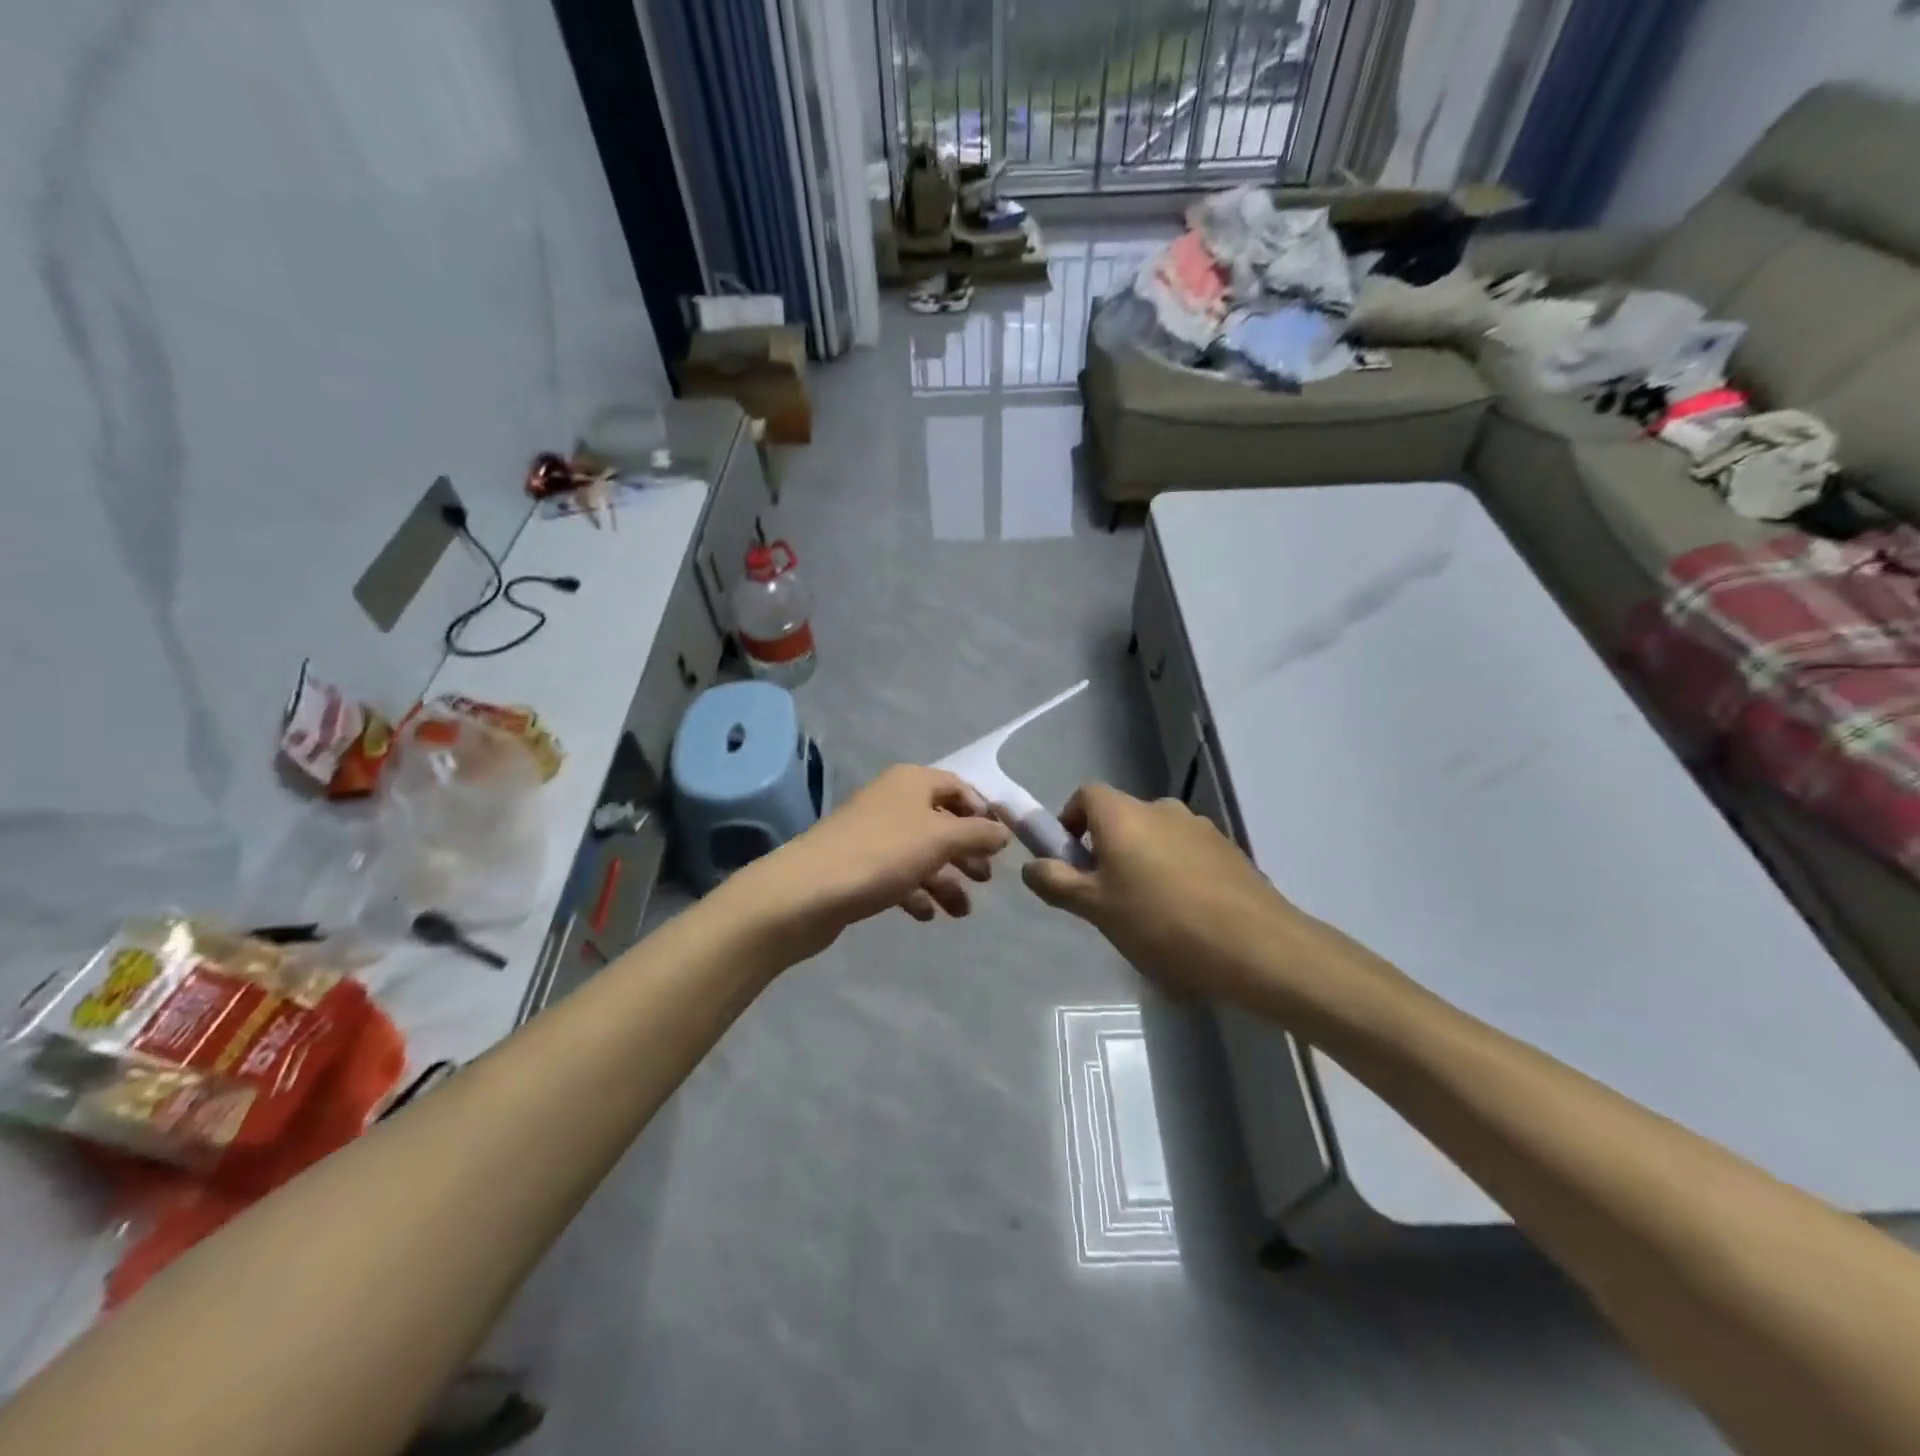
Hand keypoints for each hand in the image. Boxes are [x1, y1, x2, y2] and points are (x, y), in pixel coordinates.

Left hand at [731, 764, 1012, 960]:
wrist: (806, 892)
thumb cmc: (881, 854)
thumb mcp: (940, 839)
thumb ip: (978, 834)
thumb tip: (1003, 832)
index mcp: (912, 782)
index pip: (959, 787)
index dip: (983, 812)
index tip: (1001, 844)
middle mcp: (892, 801)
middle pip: (941, 822)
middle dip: (966, 851)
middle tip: (985, 879)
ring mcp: (873, 835)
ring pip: (921, 853)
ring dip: (945, 880)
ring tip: (961, 911)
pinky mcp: (858, 866)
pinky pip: (897, 875)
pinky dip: (916, 892)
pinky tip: (927, 915)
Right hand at [1021, 784, 1365, 1015]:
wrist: (1256, 946)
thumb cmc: (1160, 923)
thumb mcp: (1096, 909)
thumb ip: (1056, 882)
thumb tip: (1030, 866)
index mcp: (1123, 814)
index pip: (1085, 795)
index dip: (1070, 821)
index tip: (1071, 860)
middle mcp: (1161, 808)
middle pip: (1121, 818)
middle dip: (1107, 849)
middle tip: (1106, 897)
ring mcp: (1200, 827)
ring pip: (1155, 837)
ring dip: (1143, 862)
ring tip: (1149, 914)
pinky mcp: (1229, 851)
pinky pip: (1187, 854)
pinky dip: (1176, 874)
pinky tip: (1186, 917)